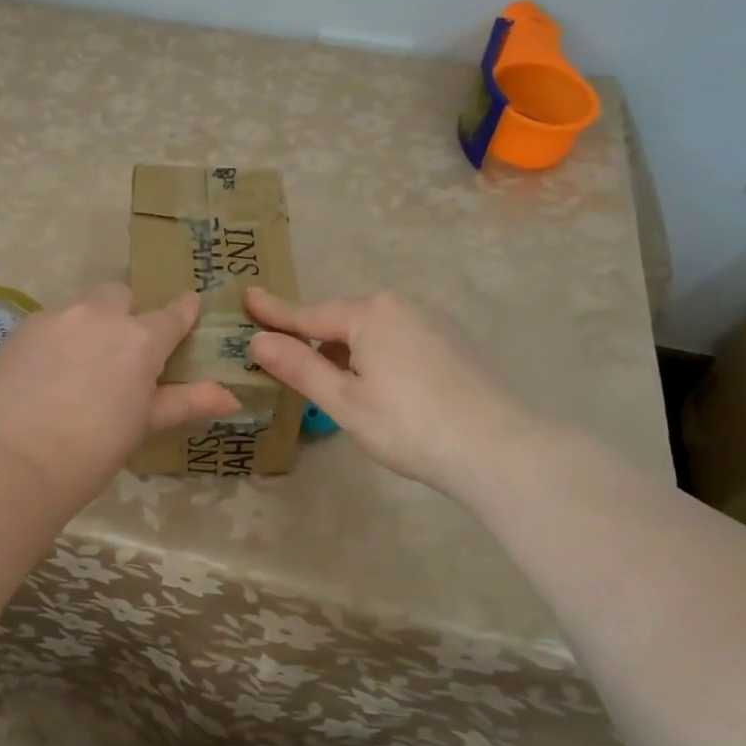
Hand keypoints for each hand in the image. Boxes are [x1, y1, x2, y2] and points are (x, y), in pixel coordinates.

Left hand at [0, 285, 239, 508]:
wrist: (15, 462)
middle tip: (123, 350)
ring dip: (91, 323)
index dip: (184, 310)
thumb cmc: (94, 450)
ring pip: (83, 306)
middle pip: (122, 296)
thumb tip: (233, 398)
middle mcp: (100, 315)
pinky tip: (48, 371)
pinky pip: (51, 321)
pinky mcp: (22, 328)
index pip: (173, 313)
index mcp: (140, 338)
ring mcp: (57, 317)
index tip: (189, 307)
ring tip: (81, 364)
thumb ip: (187, 402)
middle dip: (128, 313)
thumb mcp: (145, 424)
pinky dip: (58, 336)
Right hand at [246, 288, 535, 498]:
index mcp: (371, 314)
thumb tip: (258, 340)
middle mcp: (402, 306)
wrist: (498, 448)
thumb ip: (299, 366)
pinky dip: (376, 357)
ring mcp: (433, 322)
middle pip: (343, 321)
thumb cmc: (408, 425)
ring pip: (373, 333)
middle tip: (287, 362)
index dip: (275, 312)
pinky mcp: (452, 343)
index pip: (310, 314)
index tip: (247, 297)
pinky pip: (398, 341)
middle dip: (315, 339)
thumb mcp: (343, 400)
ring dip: (347, 352)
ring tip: (333, 385)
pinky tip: (379, 388)